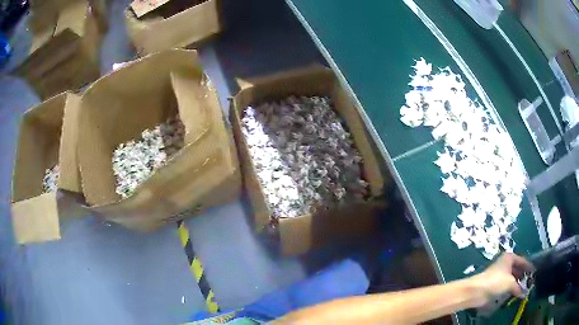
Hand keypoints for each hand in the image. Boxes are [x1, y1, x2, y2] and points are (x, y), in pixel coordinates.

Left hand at [471, 253, 533, 303]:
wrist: (477, 291)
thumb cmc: (496, 281)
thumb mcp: (510, 283)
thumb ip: (518, 288)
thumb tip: (524, 293)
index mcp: (509, 257)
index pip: (522, 260)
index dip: (528, 267)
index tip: (534, 272)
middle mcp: (505, 263)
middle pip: (517, 268)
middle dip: (523, 276)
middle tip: (530, 283)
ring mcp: (500, 273)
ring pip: (512, 277)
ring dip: (517, 283)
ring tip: (524, 289)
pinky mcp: (495, 283)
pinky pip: (506, 284)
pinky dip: (510, 288)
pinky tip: (514, 293)